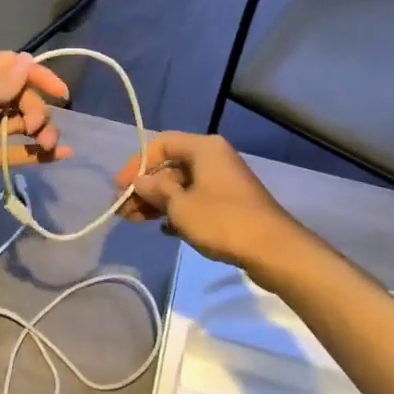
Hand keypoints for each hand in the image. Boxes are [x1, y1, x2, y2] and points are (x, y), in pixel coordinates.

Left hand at [0, 52, 72, 235]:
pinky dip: (36, 151)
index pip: (9, 65)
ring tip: (48, 145)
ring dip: (40, 129)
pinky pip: (15, 149)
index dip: (37, 75)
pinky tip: (60, 155)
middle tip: (38, 128)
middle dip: (36, 108)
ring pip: (18, 121)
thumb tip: (28, 61)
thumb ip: (3, 81)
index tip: (62, 94)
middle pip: (17, 94)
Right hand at [114, 131, 298, 268]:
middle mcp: (214, 158)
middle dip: (146, 187)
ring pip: (182, 185)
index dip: (137, 164)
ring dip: (158, 202)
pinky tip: (165, 230)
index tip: (121, 188)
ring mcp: (223, 181)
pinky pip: (196, 200)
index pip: (161, 144)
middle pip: (171, 166)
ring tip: (136, 222)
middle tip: (125, 211)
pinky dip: (178, 211)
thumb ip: (155, 190)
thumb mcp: (180, 206)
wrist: (272, 250)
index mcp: (204, 148)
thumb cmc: (222, 220)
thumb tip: (139, 182)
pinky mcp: (230, 203)